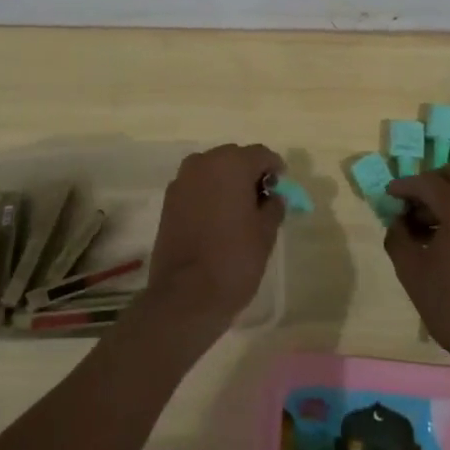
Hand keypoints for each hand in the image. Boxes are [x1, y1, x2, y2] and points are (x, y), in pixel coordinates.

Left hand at [143, 144, 284, 335]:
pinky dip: (209, 194)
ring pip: (212, 171)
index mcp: (231, 164)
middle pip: (234, 158)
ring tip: (239, 211)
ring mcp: (181, 181)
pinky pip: (196, 187)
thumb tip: (273, 197)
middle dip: (249, 173)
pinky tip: (217, 219)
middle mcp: (203, 163)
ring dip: (227, 183)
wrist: (186, 295)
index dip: (274, 168)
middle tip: (262, 200)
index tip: (281, 187)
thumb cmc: (234, 259)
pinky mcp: (168, 201)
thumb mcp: (265, 233)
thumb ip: (273, 206)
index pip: (260, 154)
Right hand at [384, 165, 449, 372]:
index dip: (404, 186)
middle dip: (428, 185)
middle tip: (408, 207)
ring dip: (445, 198)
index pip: (427, 182)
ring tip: (422, 228)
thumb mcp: (412, 272)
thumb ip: (398, 237)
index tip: (388, 195)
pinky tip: (444, 239)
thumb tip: (398, 222)